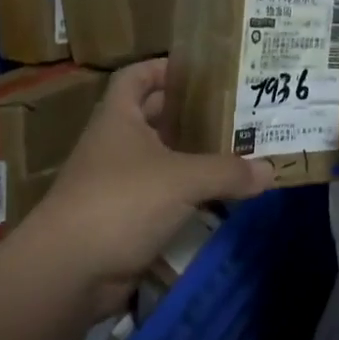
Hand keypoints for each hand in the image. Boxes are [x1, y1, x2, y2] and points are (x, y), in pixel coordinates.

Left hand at [20, 59, 273, 316]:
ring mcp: (115, 184)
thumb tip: (270, 171)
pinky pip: (161, 197)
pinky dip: (186, 195)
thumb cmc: (121, 202)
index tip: (201, 70)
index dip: (164, 67)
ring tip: (235, 150)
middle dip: (189, 113)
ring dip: (191, 156)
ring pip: (160, 159)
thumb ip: (228, 171)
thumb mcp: (182, 178)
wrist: (67, 272)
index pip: (136, 76)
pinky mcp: (122, 219)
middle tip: (233, 111)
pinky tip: (218, 197)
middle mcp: (114, 145)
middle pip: (153, 116)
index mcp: (118, 118)